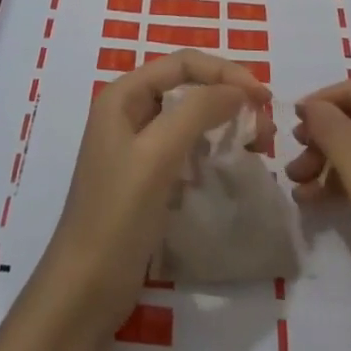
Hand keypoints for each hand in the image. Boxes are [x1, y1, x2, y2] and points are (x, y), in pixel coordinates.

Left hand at [38, 50, 272, 340]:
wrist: (86, 287)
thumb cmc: (118, 214)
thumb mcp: (158, 155)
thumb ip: (197, 112)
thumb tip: (238, 89)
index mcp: (122, 95)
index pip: (182, 63)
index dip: (225, 72)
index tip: (264, 97)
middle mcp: (127, 112)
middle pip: (186, 86)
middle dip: (227, 96)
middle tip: (265, 125)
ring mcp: (135, 146)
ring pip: (188, 118)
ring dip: (223, 123)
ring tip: (256, 145)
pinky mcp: (146, 177)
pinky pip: (184, 149)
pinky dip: (210, 150)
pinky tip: (228, 167)